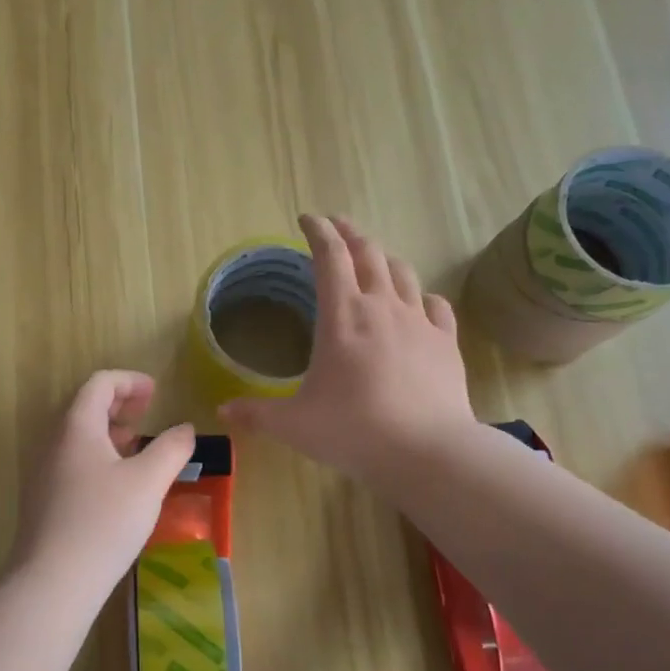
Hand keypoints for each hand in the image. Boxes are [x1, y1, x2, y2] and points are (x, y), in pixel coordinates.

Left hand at [12, 371, 195, 593]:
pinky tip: (117, 484)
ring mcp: (43, 472)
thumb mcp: (149, 482)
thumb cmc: (104, 522)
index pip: (99, 384)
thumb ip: (171, 448)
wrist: (52, 582)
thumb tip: (185, 429)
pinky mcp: (42, 500)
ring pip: (78, 436)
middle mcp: (53, 442)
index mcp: (76, 426)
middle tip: (147, 413)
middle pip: (85, 406)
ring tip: (136, 447)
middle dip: (119, 404)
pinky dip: (97, 455)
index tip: (156, 392)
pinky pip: (72, 460)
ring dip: (108, 431)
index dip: (129, 381)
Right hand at [221, 214, 472, 491]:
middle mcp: (381, 306)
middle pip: (368, 253)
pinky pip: (436, 306)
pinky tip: (419, 302)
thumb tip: (222, 410)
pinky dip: (422, 296)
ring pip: (402, 273)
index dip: (318, 231)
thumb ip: (257, 414)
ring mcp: (419, 321)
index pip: (329, 257)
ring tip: (374, 259)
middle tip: (338, 227)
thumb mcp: (294, 425)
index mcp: (342, 316)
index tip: (308, 219)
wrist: (427, 451)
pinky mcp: (446, 341)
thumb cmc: (353, 430)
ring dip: (384, 259)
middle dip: (350, 234)